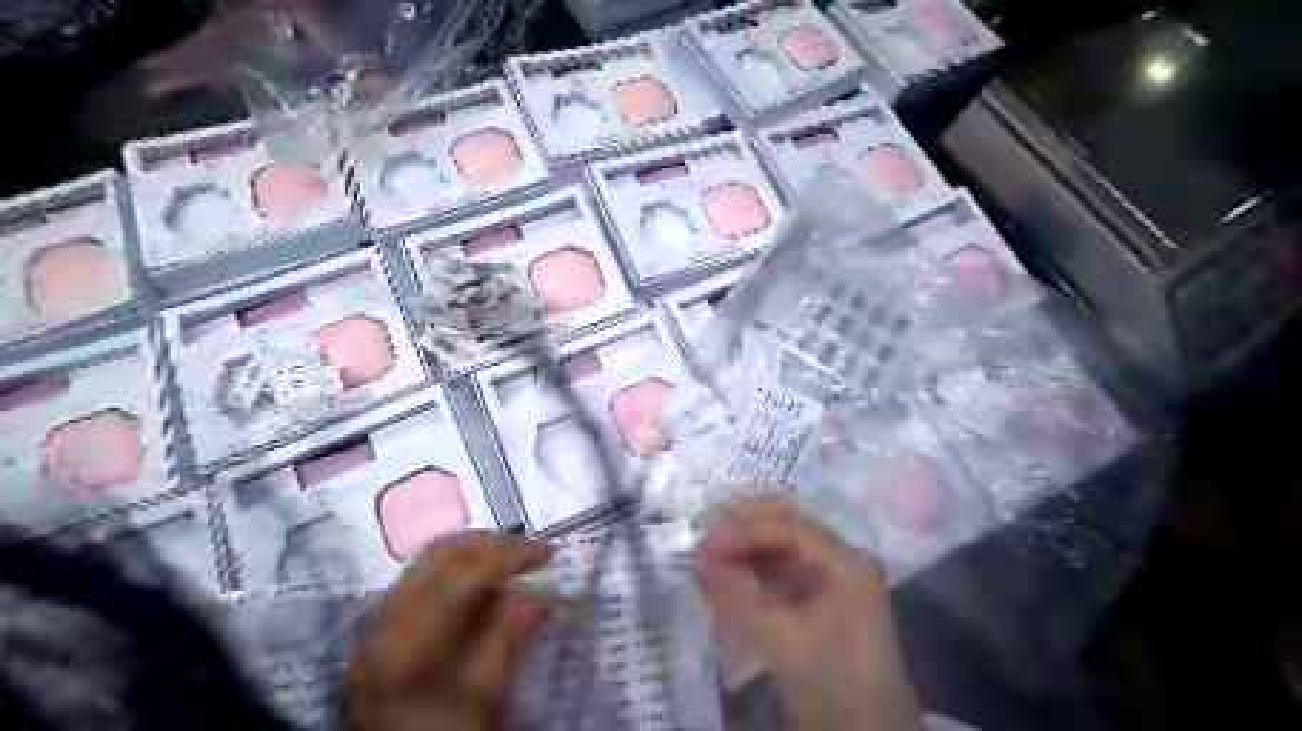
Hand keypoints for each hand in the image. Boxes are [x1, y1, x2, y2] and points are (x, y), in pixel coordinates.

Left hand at [340, 530, 549, 730]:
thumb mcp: (484, 694)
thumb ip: (509, 636)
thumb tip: (538, 594)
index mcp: (413, 637)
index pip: (466, 572)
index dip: (511, 554)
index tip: (548, 554)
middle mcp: (388, 619)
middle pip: (441, 556)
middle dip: (490, 547)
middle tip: (529, 555)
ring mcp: (378, 624)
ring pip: (428, 563)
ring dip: (471, 556)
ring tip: (508, 567)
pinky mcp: (380, 633)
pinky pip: (419, 580)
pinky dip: (452, 573)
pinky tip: (477, 590)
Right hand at [698, 497, 919, 729]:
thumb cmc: (835, 686)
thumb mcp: (784, 641)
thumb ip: (739, 596)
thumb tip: (701, 559)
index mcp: (844, 561)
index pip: (787, 525)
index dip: (743, 529)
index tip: (704, 546)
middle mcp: (838, 560)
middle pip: (783, 528)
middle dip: (740, 530)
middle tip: (700, 540)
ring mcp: (827, 580)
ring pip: (777, 549)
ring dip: (741, 552)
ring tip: (706, 565)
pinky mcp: (814, 601)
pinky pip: (777, 574)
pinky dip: (748, 575)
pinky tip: (723, 584)